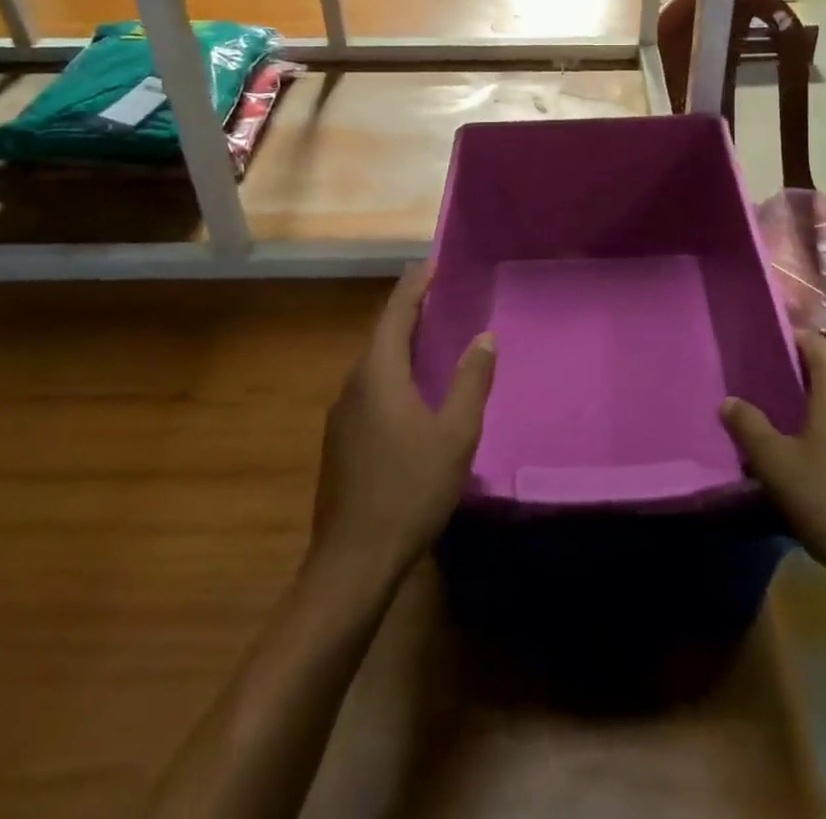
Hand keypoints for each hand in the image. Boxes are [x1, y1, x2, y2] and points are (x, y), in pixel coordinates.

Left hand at [308, 266, 495, 595]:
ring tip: (432, 335)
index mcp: (378, 374)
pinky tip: (413, 390)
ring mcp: (342, 414)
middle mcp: (353, 384)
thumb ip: (470, 381)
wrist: (353, 561)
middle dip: (409, 310)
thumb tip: (485, 336)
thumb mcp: (454, 434)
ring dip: (400, 342)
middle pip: (381, 333)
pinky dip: (392, 371)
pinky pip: (370, 387)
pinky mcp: (340, 440)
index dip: (415, 285)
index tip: (433, 263)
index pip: (395, 312)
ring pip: (374, 363)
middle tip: (440, 295)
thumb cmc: (409, 490)